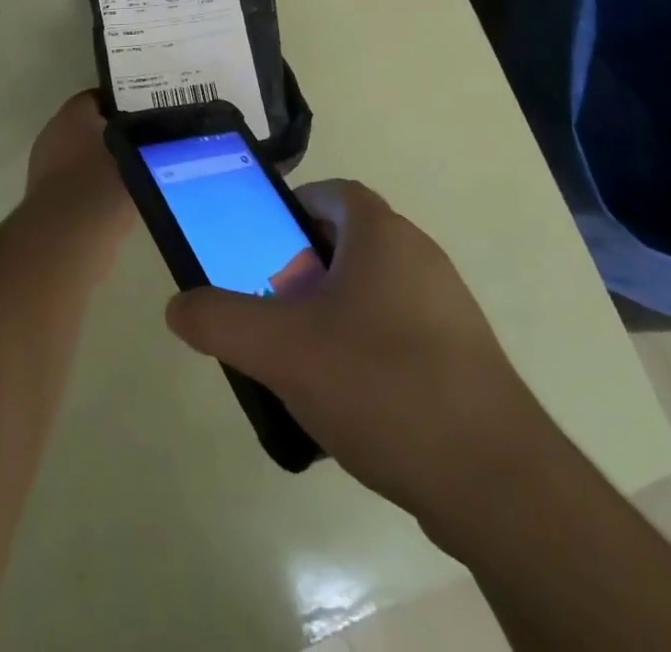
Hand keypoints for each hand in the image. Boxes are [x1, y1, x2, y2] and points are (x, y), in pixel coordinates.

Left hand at [23, 92, 133, 267]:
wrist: (68, 237)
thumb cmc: (103, 184)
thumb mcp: (136, 153)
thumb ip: (144, 140)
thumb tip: (153, 137)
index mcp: (73, 114)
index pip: (99, 97)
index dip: (122, 103)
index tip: (145, 114)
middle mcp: (53, 133)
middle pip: (88, 126)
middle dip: (113, 134)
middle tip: (144, 143)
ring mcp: (45, 167)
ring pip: (82, 156)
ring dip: (103, 162)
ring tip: (136, 173)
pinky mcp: (47, 198)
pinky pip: (76, 183)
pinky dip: (92, 188)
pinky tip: (117, 199)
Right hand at [164, 179, 545, 537]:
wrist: (493, 476)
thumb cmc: (381, 383)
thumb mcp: (283, 350)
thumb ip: (221, 320)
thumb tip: (178, 306)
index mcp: (382, 233)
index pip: (331, 194)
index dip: (292, 211)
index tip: (263, 250)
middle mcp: (419, 254)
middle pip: (349, 242)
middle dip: (304, 268)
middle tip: (274, 310)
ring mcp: (447, 304)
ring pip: (374, 288)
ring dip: (335, 311)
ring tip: (304, 362)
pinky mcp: (462, 352)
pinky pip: (400, 329)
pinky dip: (368, 346)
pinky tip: (351, 401)